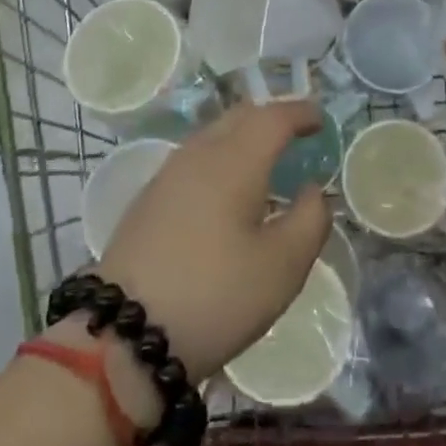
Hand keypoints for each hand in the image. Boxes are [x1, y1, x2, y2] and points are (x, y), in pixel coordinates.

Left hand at [96, 102, 331, 380]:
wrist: (125, 332)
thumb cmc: (216, 295)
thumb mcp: (282, 268)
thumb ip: (310, 221)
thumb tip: (312, 191)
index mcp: (235, 161)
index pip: (273, 118)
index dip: (300, 113)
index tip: (320, 119)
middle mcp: (200, 154)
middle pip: (240, 116)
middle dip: (271, 117)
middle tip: (295, 133)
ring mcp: (168, 174)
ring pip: (213, 134)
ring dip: (243, 136)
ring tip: (264, 160)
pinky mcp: (149, 198)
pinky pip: (195, 157)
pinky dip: (221, 156)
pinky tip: (226, 189)